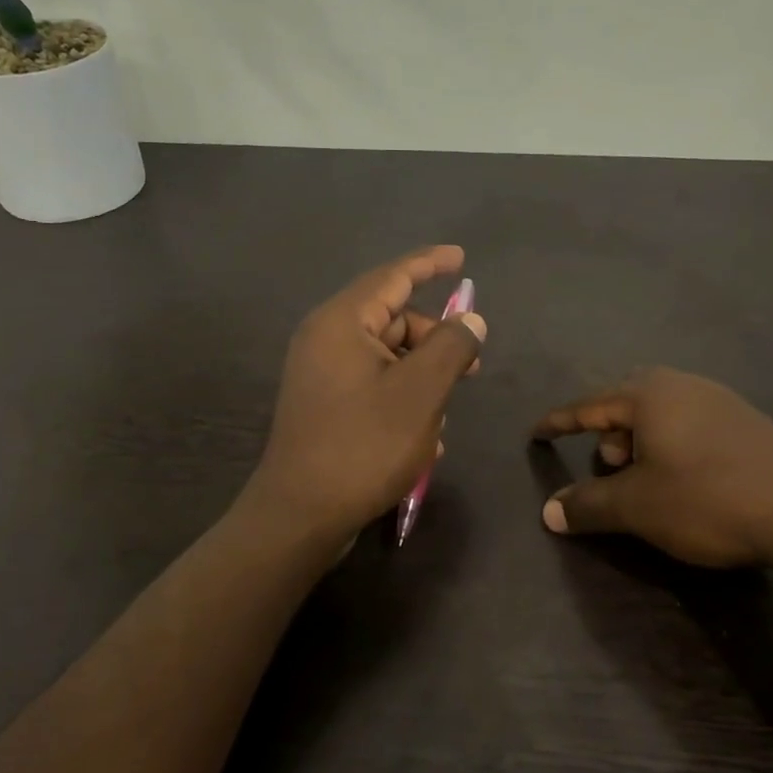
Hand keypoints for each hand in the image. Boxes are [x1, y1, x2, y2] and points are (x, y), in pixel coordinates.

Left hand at [250, 245, 486, 543]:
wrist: (301, 515)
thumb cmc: (363, 446)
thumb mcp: (420, 393)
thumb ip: (451, 347)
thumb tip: (470, 321)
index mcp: (342, 323)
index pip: (393, 276)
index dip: (430, 264)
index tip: (461, 257)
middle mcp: (326, 341)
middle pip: (392, 320)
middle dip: (435, 340)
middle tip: (471, 368)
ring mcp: (321, 376)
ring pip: (387, 359)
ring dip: (422, 379)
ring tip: (443, 417)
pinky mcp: (324, 407)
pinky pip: (373, 387)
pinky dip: (402, 401)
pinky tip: (423, 438)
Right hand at [533, 367, 772, 572]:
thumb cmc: (706, 498)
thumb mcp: (637, 506)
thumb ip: (588, 504)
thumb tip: (548, 511)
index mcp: (650, 395)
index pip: (589, 405)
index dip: (559, 422)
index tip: (536, 433)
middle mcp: (684, 386)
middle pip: (629, 398)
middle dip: (608, 429)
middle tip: (608, 463)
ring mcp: (722, 401)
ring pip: (663, 411)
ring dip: (641, 439)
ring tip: (643, 476)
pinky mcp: (749, 424)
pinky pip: (692, 423)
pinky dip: (672, 444)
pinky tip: (683, 478)